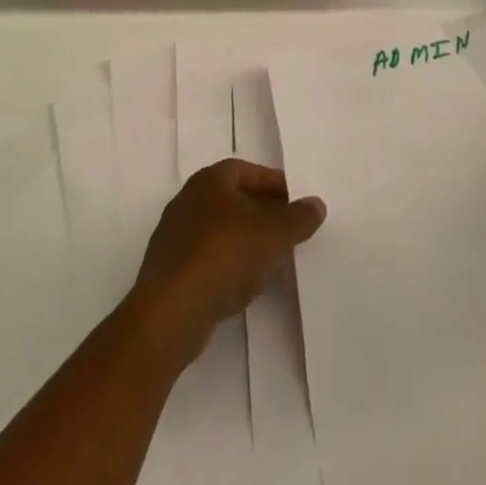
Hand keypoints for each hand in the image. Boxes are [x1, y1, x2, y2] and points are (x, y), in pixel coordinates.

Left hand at [130, 159, 325, 362]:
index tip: (295, 202)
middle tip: (288, 229)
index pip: (246, 170)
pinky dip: (228, 264)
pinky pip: (206, 259)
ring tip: (272, 258)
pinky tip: (244, 284)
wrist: (170, 314)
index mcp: (209, 181)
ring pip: (219, 230)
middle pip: (232, 199)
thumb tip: (316, 204)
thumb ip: (298, 217)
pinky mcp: (169, 272)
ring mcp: (174, 238)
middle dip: (261, 211)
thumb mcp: (273, 233)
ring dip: (245, 239)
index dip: (272, 183)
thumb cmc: (223, 256)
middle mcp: (187, 201)